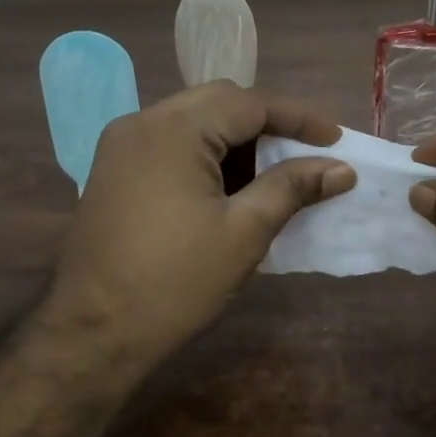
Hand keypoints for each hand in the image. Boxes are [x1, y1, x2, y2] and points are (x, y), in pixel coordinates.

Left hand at [44, 81, 356, 355]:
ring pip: (194, 120)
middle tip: (306, 152)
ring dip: (236, 138)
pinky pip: (171, 142)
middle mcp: (142, 122)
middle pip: (219, 102)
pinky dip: (207, 153)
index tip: (335, 140)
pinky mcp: (114, 169)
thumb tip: (341, 169)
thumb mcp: (244, 232)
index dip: (298, 117)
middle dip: (267, 123)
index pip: (249, 103)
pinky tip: (230, 185)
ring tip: (274, 171)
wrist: (94, 334)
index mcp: (173, 129)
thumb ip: (293, 188)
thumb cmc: (175, 282)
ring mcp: (121, 145)